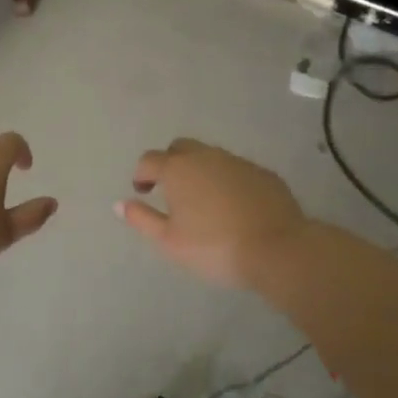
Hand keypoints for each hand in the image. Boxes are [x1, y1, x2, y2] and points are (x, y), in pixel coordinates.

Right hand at [116, 139, 309, 289]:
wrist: (278, 249)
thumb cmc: (214, 247)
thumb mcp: (169, 241)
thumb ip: (142, 219)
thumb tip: (120, 204)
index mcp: (178, 169)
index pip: (150, 160)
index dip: (142, 174)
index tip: (143, 191)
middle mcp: (206, 156)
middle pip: (180, 148)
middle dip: (170, 163)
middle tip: (170, 191)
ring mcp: (237, 162)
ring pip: (210, 156)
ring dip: (199, 170)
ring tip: (202, 200)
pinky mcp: (263, 173)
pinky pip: (235, 169)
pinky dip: (226, 180)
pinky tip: (232, 205)